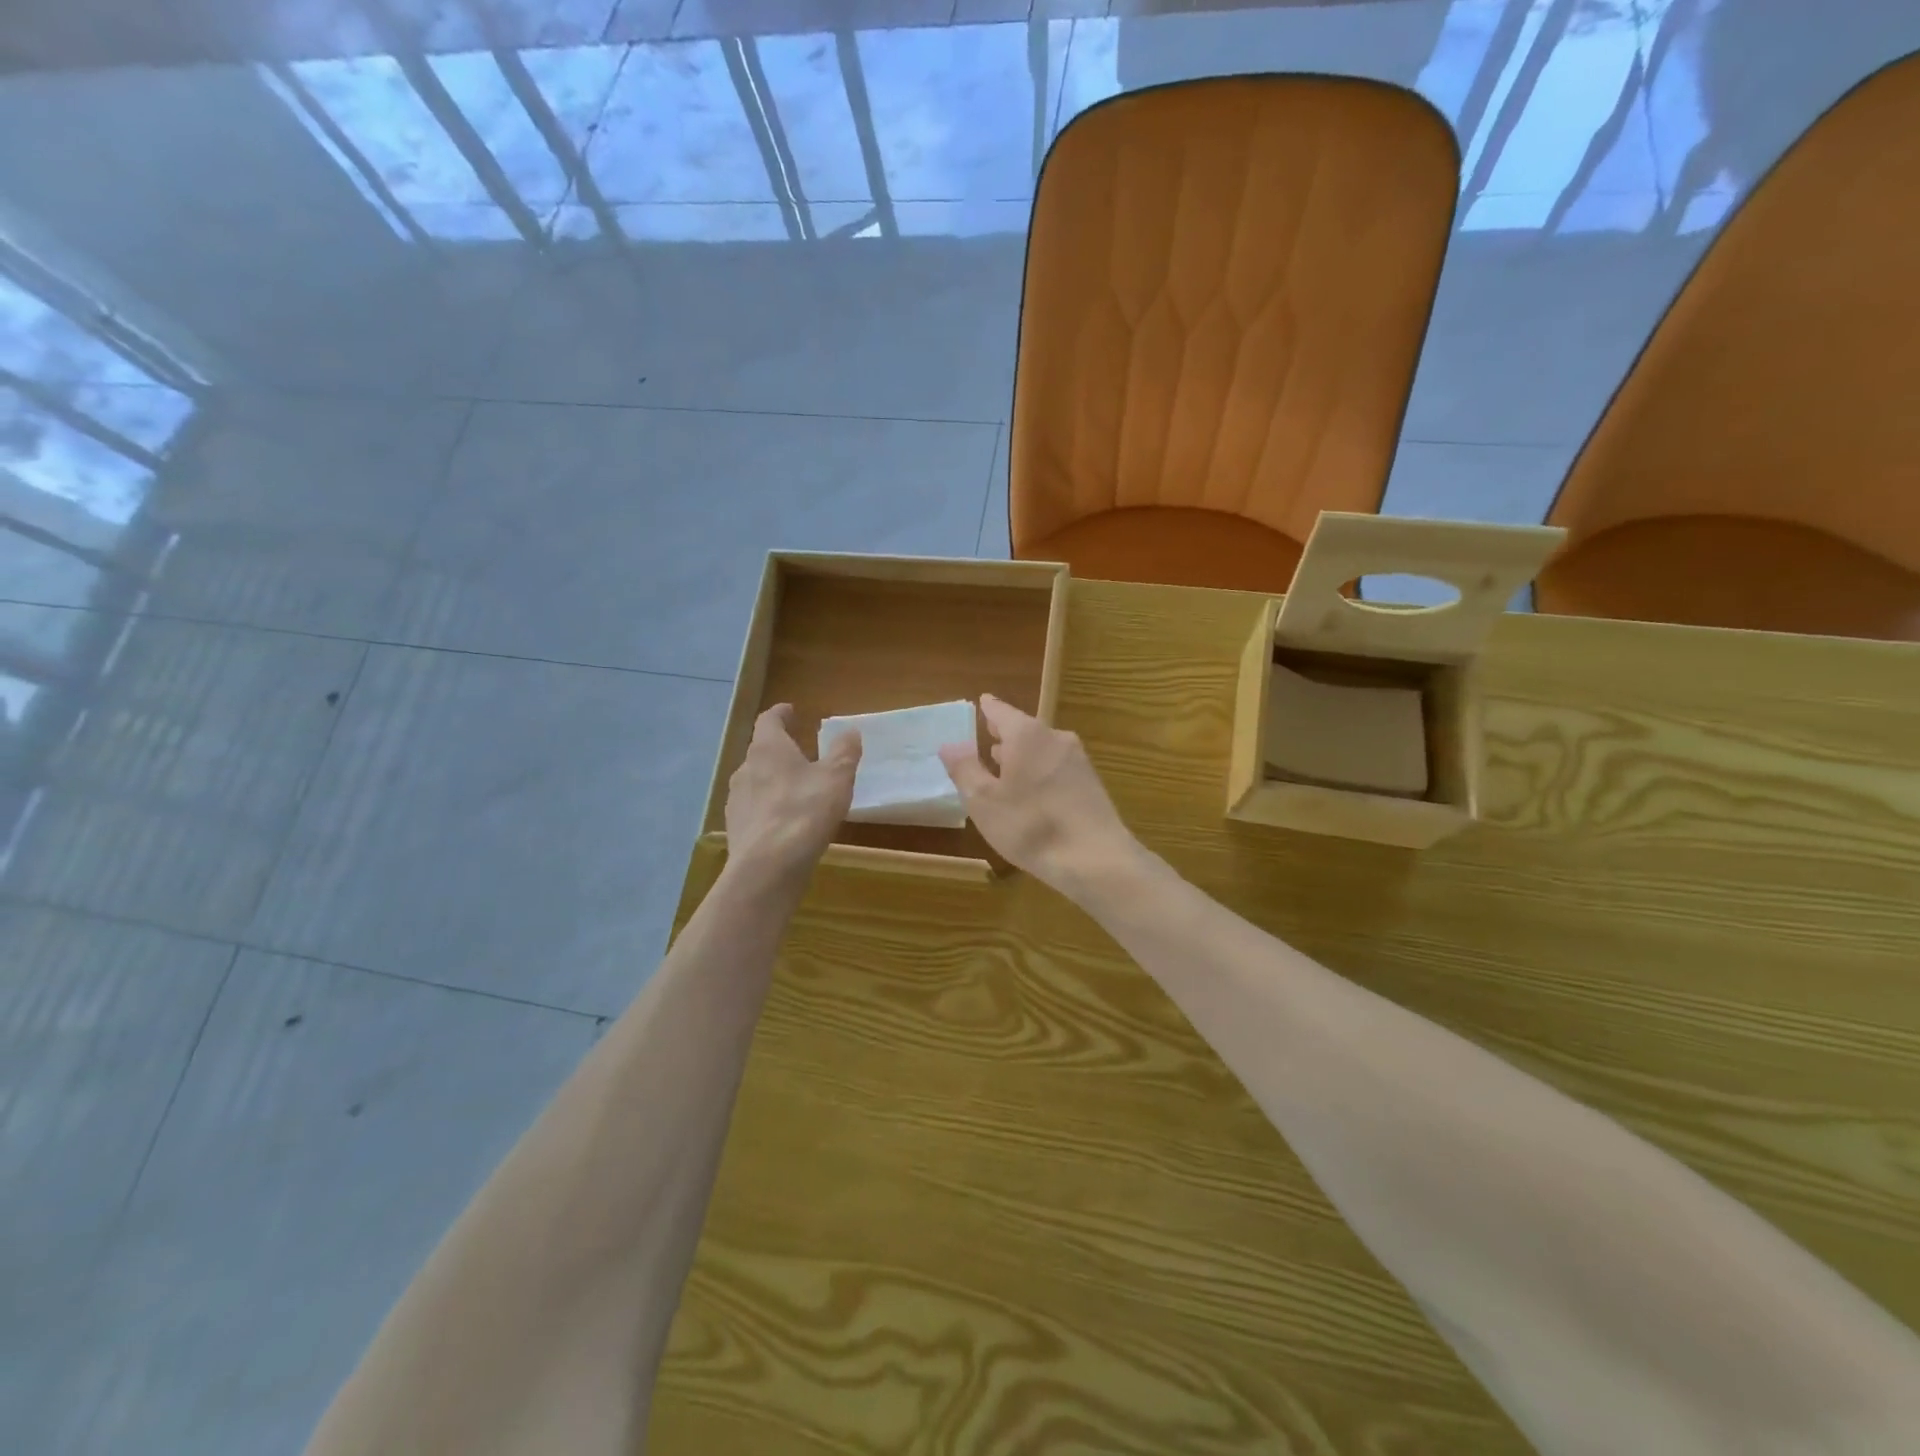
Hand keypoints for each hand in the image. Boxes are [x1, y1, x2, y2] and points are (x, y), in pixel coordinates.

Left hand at [724, 704, 859, 892]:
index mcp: (768, 748)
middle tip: (801, 754)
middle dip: (780, 750)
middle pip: (761, 751)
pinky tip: (785, 823)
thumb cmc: (805, 812)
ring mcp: (736, 800)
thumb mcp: (836, 778)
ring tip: (796, 791)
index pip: (769, 720)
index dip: (781, 714)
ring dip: (773, 781)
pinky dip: (768, 808)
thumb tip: (850, 731)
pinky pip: (754, 809)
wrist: (768, 867)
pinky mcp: (736, 828)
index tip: (791, 710)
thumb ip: (844, 752)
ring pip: (755, 781)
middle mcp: (745, 768)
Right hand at [938, 694, 1136, 898]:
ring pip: (1042, 749)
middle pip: (1024, 729)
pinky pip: (1056, 767)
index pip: (1001, 711)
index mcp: (1026, 735)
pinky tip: (1031, 791)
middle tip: (988, 734)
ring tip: (1003, 764)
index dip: (988, 708)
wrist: (1095, 859)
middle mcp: (1055, 738)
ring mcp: (1078, 760)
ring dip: (1022, 754)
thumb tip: (950, 745)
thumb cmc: (1031, 825)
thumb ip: (965, 769)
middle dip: (1005, 733)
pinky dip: (1039, 771)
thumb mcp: (984, 801)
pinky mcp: (1091, 784)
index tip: (981, 702)